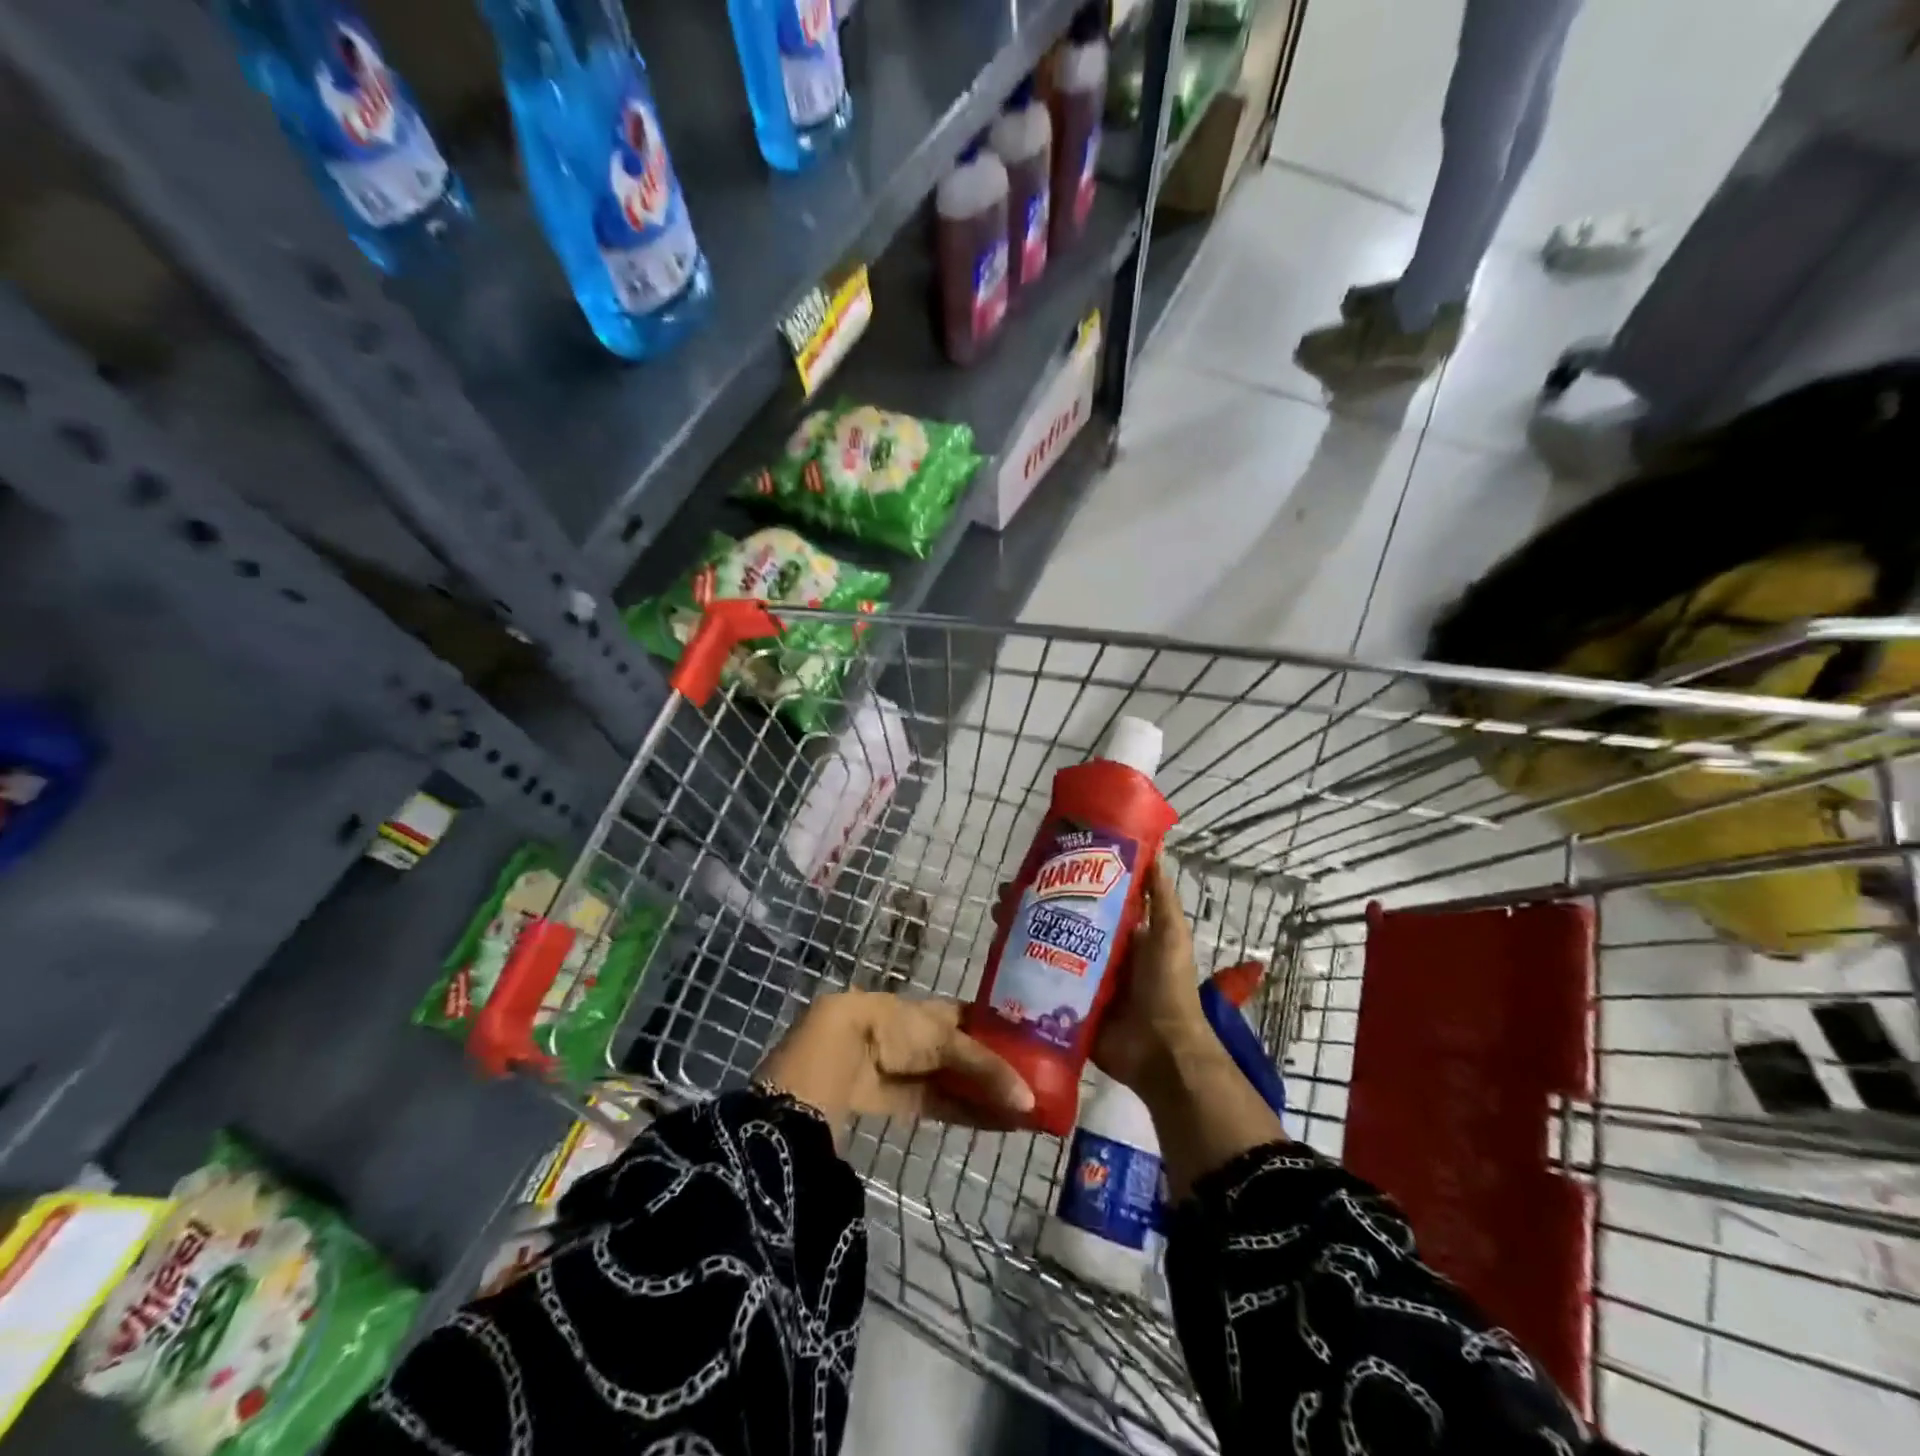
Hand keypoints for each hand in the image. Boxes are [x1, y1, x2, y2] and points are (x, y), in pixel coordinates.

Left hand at [756, 991, 1035, 1133]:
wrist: (841, 1053)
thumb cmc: (896, 1028)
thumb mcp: (946, 1039)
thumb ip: (986, 1069)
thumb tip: (1029, 1101)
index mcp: (940, 1011)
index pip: (981, 1022)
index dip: (1007, 1034)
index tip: (1041, 1049)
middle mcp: (931, 1038)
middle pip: (974, 1056)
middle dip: (1003, 1072)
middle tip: (1043, 1089)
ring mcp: (919, 1070)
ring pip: (962, 1084)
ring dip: (991, 1098)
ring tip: (1030, 1114)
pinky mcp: (908, 1101)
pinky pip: (947, 1106)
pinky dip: (971, 1115)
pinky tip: (1001, 1125)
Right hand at [989, 857, 1211, 1095]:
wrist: (1161, 1050)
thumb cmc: (1167, 986)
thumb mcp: (1170, 934)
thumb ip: (1162, 897)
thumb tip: (1152, 849)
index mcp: (1121, 935)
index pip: (1087, 900)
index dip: (1064, 883)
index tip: (1038, 865)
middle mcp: (1097, 954)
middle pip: (1059, 923)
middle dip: (1032, 907)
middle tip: (1005, 894)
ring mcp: (1079, 982)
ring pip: (1044, 950)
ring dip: (1020, 934)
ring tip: (997, 918)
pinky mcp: (1065, 1007)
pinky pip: (1039, 986)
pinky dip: (1019, 971)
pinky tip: (996, 956)